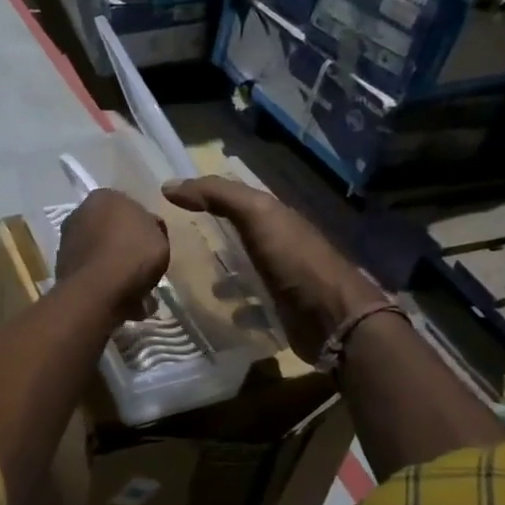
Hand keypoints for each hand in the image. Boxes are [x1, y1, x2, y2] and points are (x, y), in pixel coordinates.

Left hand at [55, 189, 169, 324]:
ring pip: (98, 251)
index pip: (127, 206)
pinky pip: (91, 272)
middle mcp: (79, 212)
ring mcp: (66, 240)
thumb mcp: (159, 236)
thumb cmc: (133, 254)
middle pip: (109, 229)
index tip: (151, 244)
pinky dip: (102, 281)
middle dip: (123, 244)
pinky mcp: (61, 267)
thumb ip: (152, 228)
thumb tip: (146, 229)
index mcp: (103, 196)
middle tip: (141, 265)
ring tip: (132, 288)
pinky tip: (118, 297)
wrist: (97, 291)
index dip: (142, 226)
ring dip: (111, 265)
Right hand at [163, 176, 382, 362]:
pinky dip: (236, 307)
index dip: (206, 195)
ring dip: (223, 275)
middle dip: (211, 236)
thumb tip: (169, 185)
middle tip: (173, 243)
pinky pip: (252, 305)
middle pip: (240, 234)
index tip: (170, 201)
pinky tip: (220, 311)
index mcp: (276, 217)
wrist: (334, 319)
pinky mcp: (282, 311)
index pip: (236, 198)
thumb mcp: (257, 216)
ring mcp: (283, 279)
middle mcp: (280, 244)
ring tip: (191, 281)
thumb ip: (218, 196)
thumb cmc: (294, 261)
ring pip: (245, 270)